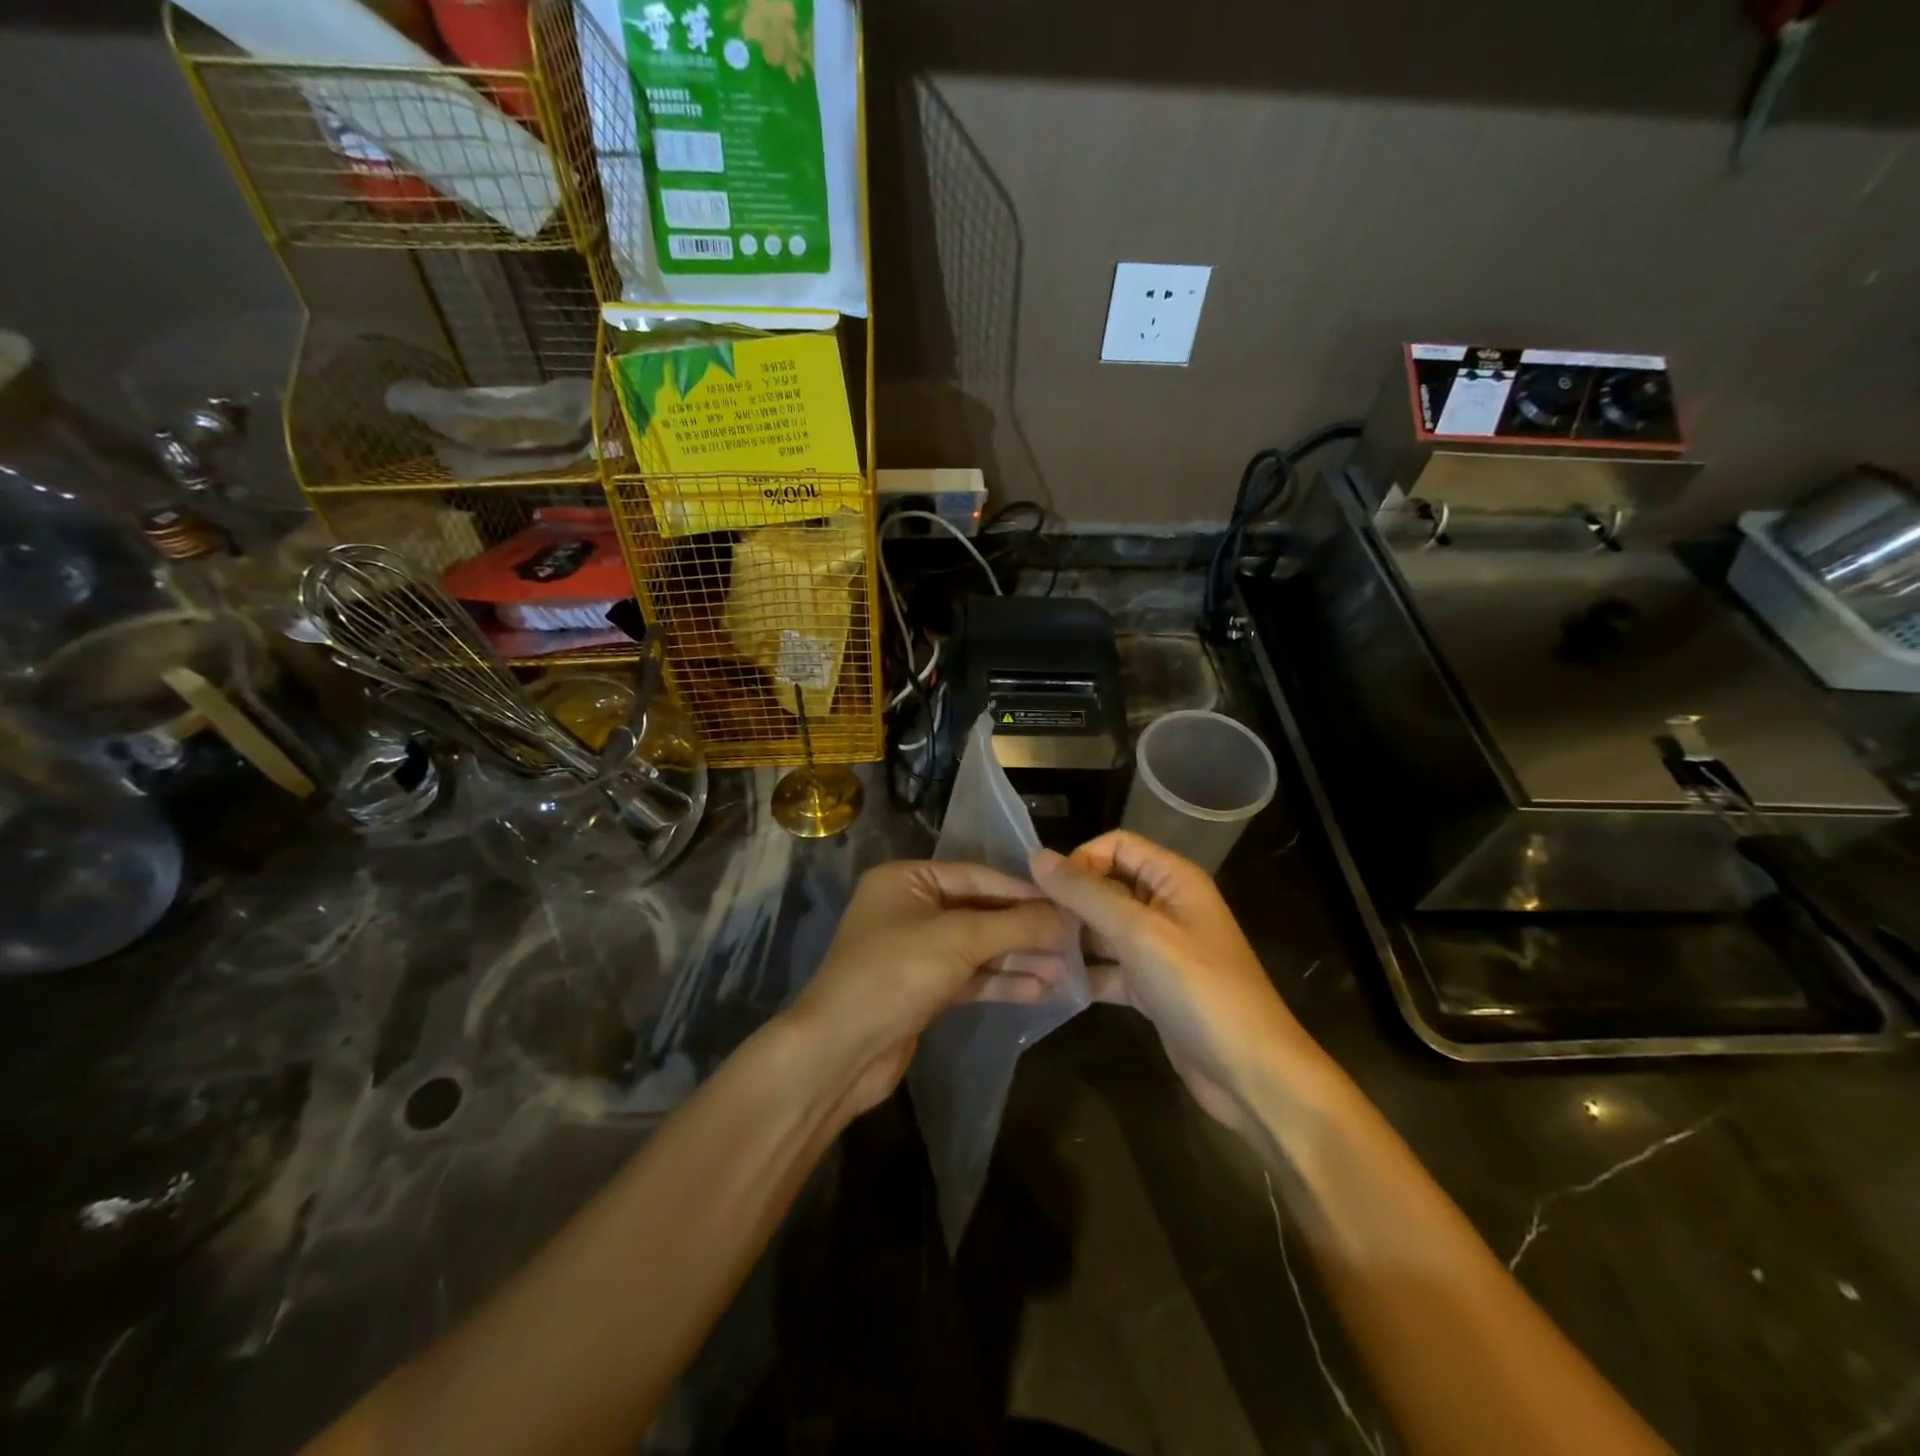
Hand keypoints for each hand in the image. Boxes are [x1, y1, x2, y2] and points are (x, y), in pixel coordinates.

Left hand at [789, 860, 1070, 1116]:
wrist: (841, 1050)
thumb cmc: (896, 973)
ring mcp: (915, 952)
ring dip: (1018, 958)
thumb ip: (1015, 925)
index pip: (976, 876)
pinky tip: (1040, 989)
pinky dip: (1000, 982)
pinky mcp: (922, 990)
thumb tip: (1066, 916)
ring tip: (1066, 969)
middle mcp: (909, 909)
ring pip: (977, 948)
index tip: (1066, 903)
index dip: (1022, 891)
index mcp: (906, 880)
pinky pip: (969, 978)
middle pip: (979, 912)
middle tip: (1073, 940)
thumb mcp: (959, 940)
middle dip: (1024, 929)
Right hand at [1032, 831, 1314, 1130]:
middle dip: (1070, 900)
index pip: (1117, 845)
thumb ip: (1087, 894)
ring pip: (1105, 928)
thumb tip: (1037, 857)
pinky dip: (1085, 973)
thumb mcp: (1139, 934)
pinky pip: (1110, 967)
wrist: (1251, 1073)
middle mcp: (1167, 906)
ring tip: (1032, 953)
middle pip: (1108, 886)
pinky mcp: (1152, 987)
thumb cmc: (1199, 990)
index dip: (1082, 859)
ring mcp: (1160, 949)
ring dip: (1072, 938)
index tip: (1048, 891)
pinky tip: (1052, 985)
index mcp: (1174, 879)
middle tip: (1030, 924)